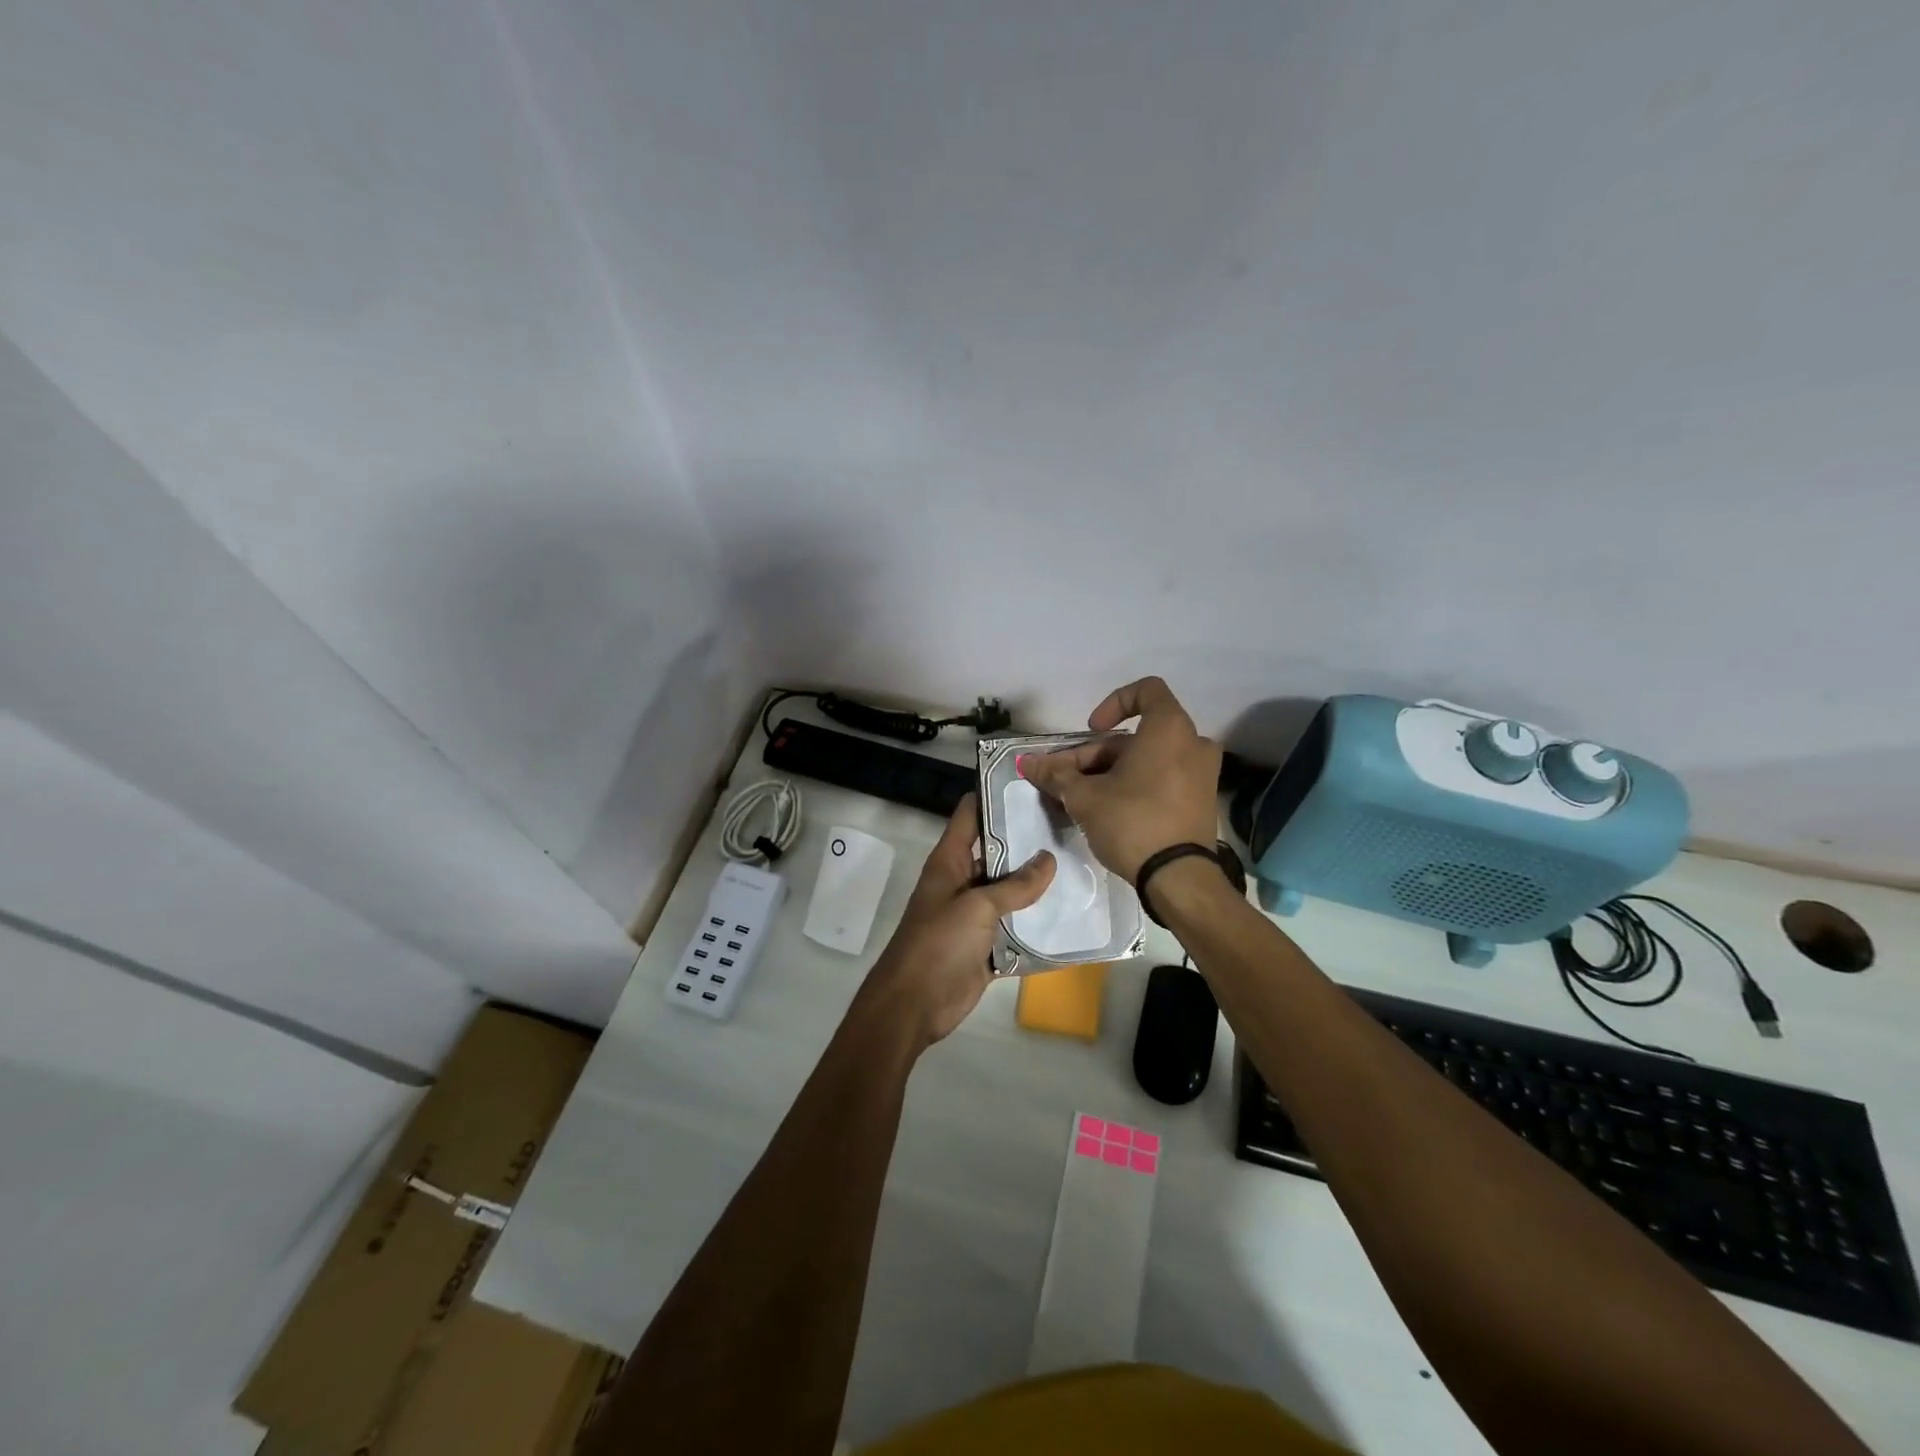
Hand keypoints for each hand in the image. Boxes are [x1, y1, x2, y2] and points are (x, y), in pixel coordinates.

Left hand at [857, 793, 1055, 1048]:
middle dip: (1029, 840)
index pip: (971, 814)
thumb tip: (1049, 858)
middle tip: (1072, 824)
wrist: (914, 1005)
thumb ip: (1016, 885)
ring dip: (1038, 884)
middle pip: (998, 851)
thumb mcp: (977, 907)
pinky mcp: (987, 945)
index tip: (1033, 783)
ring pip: (1011, 891)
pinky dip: (1037, 924)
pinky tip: (1072, 915)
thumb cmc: (938, 943)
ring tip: (1081, 863)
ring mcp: (974, 914)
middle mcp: (963, 881)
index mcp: (950, 861)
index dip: (995, 794)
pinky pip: (1016, 929)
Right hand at [1019, 676, 1221, 881]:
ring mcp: (1202, 773)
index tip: (1092, 730)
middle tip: (1066, 780)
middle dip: (1096, 755)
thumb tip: (1026, 763)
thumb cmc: (1132, 822)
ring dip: (1111, 771)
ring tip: (1080, 799)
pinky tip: (1107, 809)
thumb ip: (1056, 774)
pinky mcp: (1201, 800)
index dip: (1113, 703)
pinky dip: (1136, 784)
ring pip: (1148, 759)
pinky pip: (1164, 777)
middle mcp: (1193, 743)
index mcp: (1169, 729)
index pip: (1146, 690)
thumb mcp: (1085, 797)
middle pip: (1136, 735)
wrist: (1179, 879)